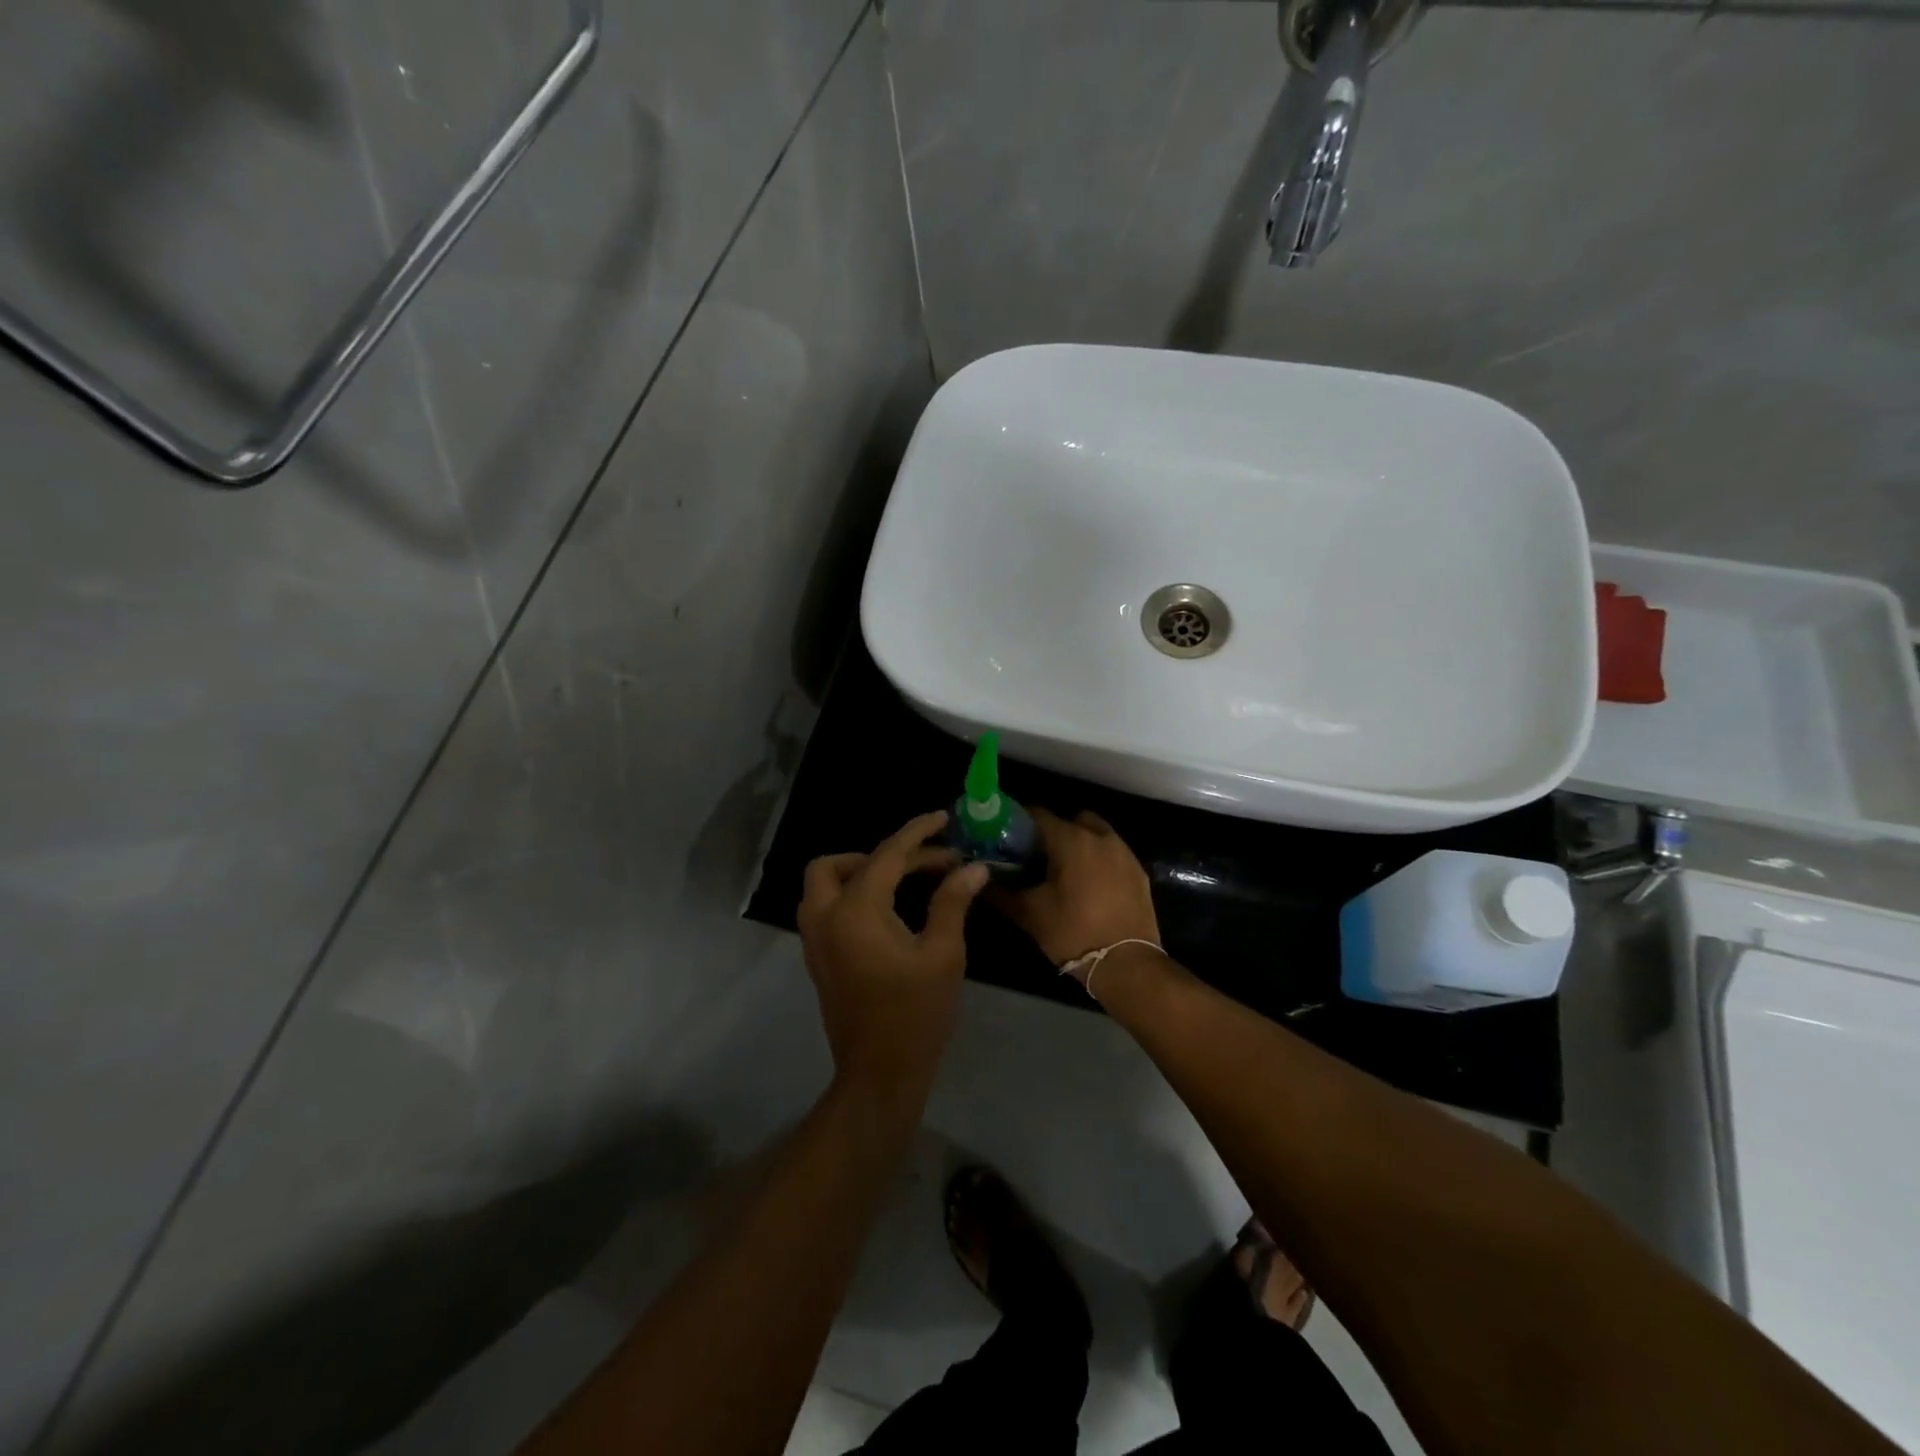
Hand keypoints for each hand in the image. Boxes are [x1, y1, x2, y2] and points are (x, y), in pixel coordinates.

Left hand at [798, 811, 990, 1105]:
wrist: (880, 1073)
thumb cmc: (916, 1013)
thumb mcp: (942, 954)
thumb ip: (952, 903)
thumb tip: (973, 868)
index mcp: (856, 911)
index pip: (886, 856)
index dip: (917, 834)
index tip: (942, 819)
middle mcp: (825, 917)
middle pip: (835, 864)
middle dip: (876, 855)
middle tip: (919, 863)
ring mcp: (814, 940)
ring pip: (823, 885)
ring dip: (857, 872)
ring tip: (903, 881)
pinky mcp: (817, 958)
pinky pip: (825, 908)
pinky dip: (850, 895)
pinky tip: (888, 908)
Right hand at [996, 808, 1160, 970]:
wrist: (1127, 965)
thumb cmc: (1073, 933)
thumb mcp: (1030, 914)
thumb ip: (1001, 893)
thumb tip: (981, 881)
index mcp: (1071, 840)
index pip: (1038, 814)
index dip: (1019, 822)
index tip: (1007, 836)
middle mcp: (1100, 837)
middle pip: (1071, 819)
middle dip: (1054, 831)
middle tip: (1037, 856)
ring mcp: (1124, 853)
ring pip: (1096, 834)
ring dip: (1079, 843)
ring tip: (1064, 871)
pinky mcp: (1139, 872)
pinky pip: (1113, 854)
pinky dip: (1099, 860)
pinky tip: (1089, 886)